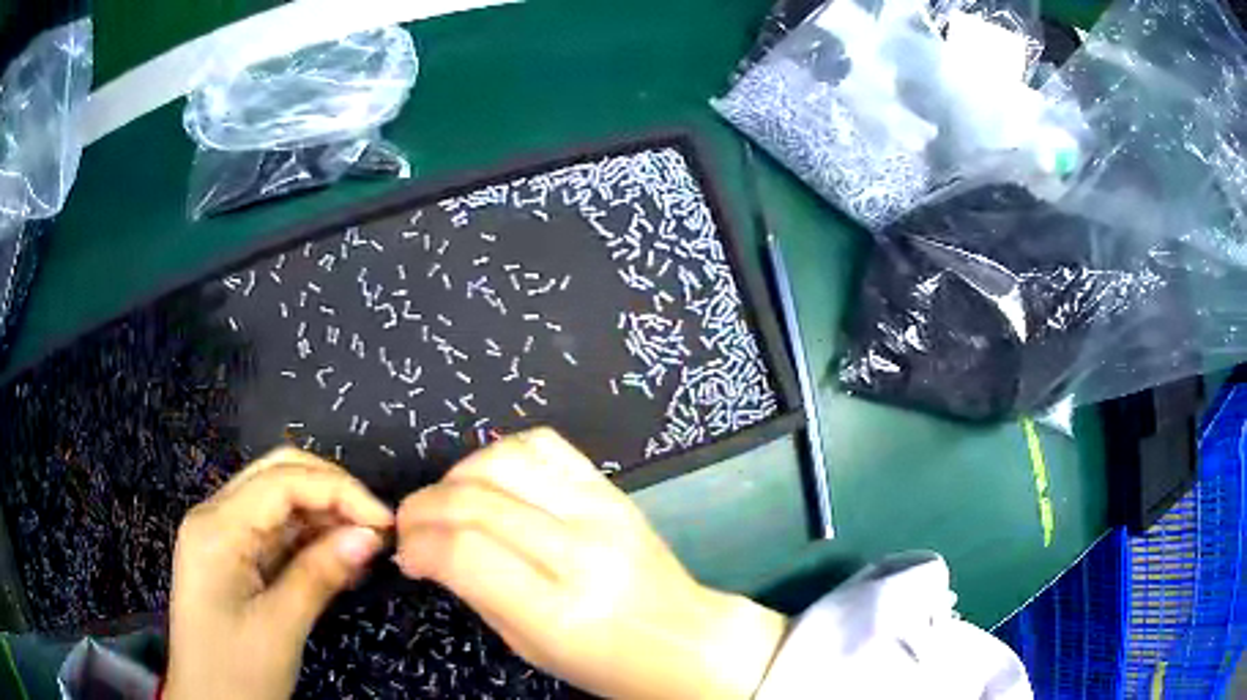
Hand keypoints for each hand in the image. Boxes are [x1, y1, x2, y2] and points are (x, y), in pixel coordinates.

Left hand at [165, 447, 393, 699]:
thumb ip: (320, 575)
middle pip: (277, 474)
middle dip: (331, 491)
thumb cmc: (237, 672)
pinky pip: (274, 531)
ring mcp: (221, 534)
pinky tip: (337, 558)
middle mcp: (215, 516)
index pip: (282, 480)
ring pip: (278, 499)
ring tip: (364, 546)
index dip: (340, 491)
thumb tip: (370, 536)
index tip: (386, 524)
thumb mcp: (281, 628)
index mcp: (217, 527)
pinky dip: (309, 538)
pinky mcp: (231, 556)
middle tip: (376, 527)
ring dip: (323, 515)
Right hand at [394, 428, 787, 699]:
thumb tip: (427, 550)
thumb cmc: (606, 662)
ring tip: (447, 503)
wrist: (686, 640)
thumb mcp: (532, 648)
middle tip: (411, 526)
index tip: (406, 553)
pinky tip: (492, 481)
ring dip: (456, 476)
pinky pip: (544, 445)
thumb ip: (477, 593)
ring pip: (503, 460)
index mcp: (558, 610)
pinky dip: (502, 453)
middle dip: (423, 508)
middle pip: (475, 501)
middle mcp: (580, 551)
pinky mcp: (612, 489)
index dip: (419, 543)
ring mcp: (601, 510)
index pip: (464, 551)